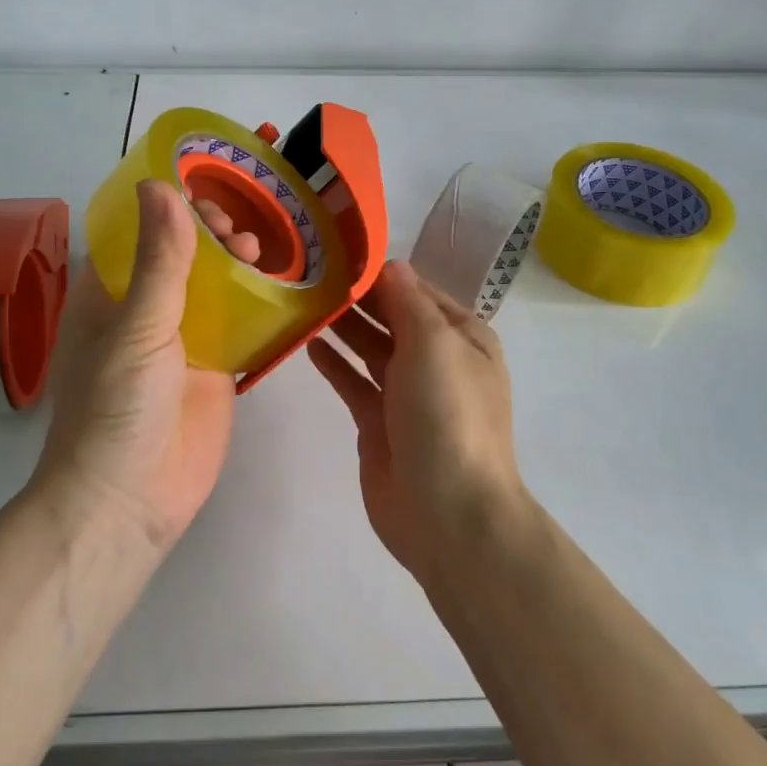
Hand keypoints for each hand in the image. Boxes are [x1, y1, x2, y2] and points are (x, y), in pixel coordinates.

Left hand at [33, 180, 253, 547]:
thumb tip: (161, 186)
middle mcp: (145, 312)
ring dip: (237, 265)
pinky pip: (240, 326)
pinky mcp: (216, 369)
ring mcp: (183, 341)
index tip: (204, 192)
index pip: (138, 234)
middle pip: (181, 256)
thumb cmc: (116, 407)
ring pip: (214, 287)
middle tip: (238, 230)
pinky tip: (286, 284)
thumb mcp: (137, 327)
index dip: (168, 208)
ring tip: (260, 250)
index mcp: (109, 296)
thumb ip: (159, 261)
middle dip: (209, 235)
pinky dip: (260, 304)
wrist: (130, 500)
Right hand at [308, 262, 525, 577]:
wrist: (447, 512)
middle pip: (393, 318)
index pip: (418, 291)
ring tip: (304, 300)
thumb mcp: (434, 344)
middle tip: (311, 273)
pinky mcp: (380, 424)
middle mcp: (438, 361)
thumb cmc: (447, 415)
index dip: (382, 273)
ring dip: (344, 326)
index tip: (339, 252)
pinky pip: (354, 383)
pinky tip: (309, 342)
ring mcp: (408, 394)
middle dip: (359, 297)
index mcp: (462, 338)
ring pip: (371, 348)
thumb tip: (389, 265)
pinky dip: (335, 363)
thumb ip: (408, 302)